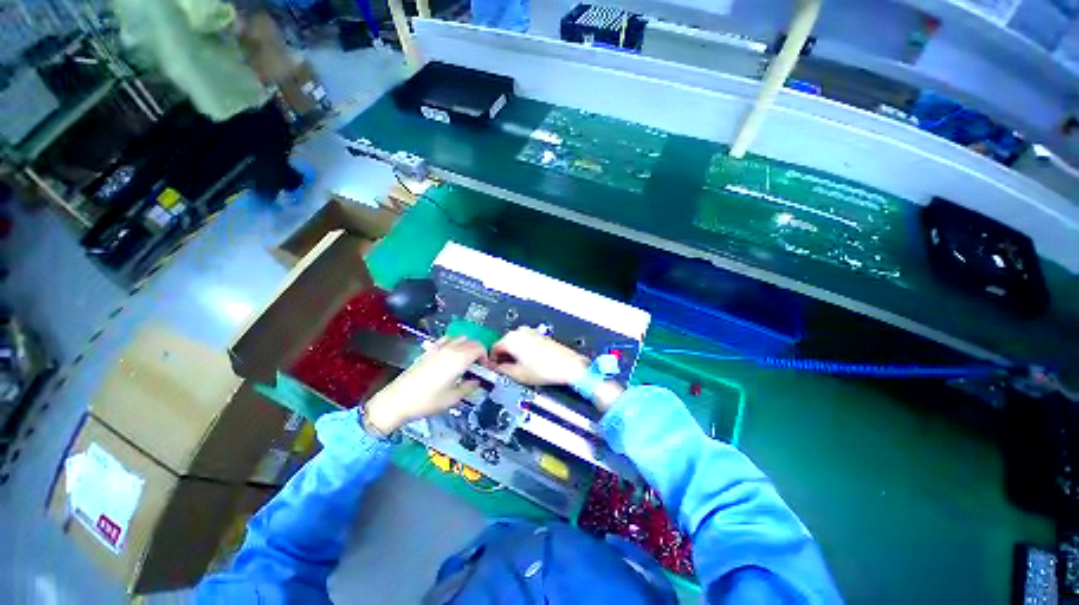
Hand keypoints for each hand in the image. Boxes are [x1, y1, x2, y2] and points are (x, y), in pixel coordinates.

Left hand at [365, 338, 485, 433]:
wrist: (397, 400)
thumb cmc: (428, 401)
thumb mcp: (453, 398)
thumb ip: (469, 387)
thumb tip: (476, 381)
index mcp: (460, 358)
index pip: (480, 348)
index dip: (485, 357)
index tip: (484, 369)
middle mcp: (451, 349)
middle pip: (472, 342)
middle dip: (478, 351)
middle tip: (476, 367)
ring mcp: (439, 347)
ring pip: (460, 338)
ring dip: (467, 346)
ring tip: (465, 361)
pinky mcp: (429, 350)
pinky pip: (447, 340)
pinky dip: (454, 343)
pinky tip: (451, 355)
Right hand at [489, 328, 587, 385]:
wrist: (568, 365)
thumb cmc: (546, 368)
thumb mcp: (518, 374)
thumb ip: (502, 370)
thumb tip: (496, 369)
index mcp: (511, 339)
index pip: (494, 348)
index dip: (491, 361)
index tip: (493, 369)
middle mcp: (520, 332)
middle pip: (504, 344)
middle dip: (503, 357)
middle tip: (505, 371)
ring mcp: (531, 333)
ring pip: (515, 343)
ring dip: (513, 354)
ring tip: (518, 369)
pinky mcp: (540, 336)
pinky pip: (525, 343)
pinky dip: (523, 351)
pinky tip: (528, 364)